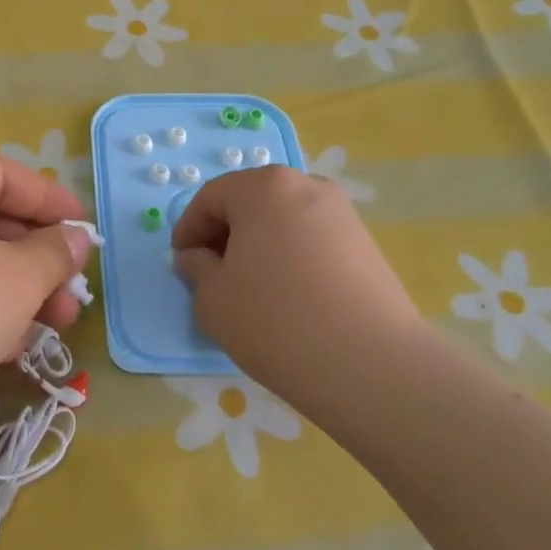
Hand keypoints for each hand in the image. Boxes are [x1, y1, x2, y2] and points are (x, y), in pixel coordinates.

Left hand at [0, 154, 92, 470]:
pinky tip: (16, 347)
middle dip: (38, 256)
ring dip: (19, 292)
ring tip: (59, 323)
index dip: (49, 198)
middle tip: (74, 287)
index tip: (86, 229)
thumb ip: (53, 253)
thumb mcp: (13, 276)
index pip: (1, 174)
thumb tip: (75, 238)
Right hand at [172, 167, 421, 402]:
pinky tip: (288, 298)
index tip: (182, 263)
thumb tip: (198, 257)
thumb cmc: (274, 320)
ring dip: (259, 246)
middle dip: (225, 234)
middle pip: (251, 202)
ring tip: (251, 290)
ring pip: (283, 221)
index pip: (211, 197)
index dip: (188, 229)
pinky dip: (290, 258)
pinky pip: (312, 240)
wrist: (368, 363)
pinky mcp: (366, 244)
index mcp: (263, 187)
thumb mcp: (212, 297)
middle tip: (213, 275)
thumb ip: (196, 267)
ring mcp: (342, 214)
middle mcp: (306, 186)